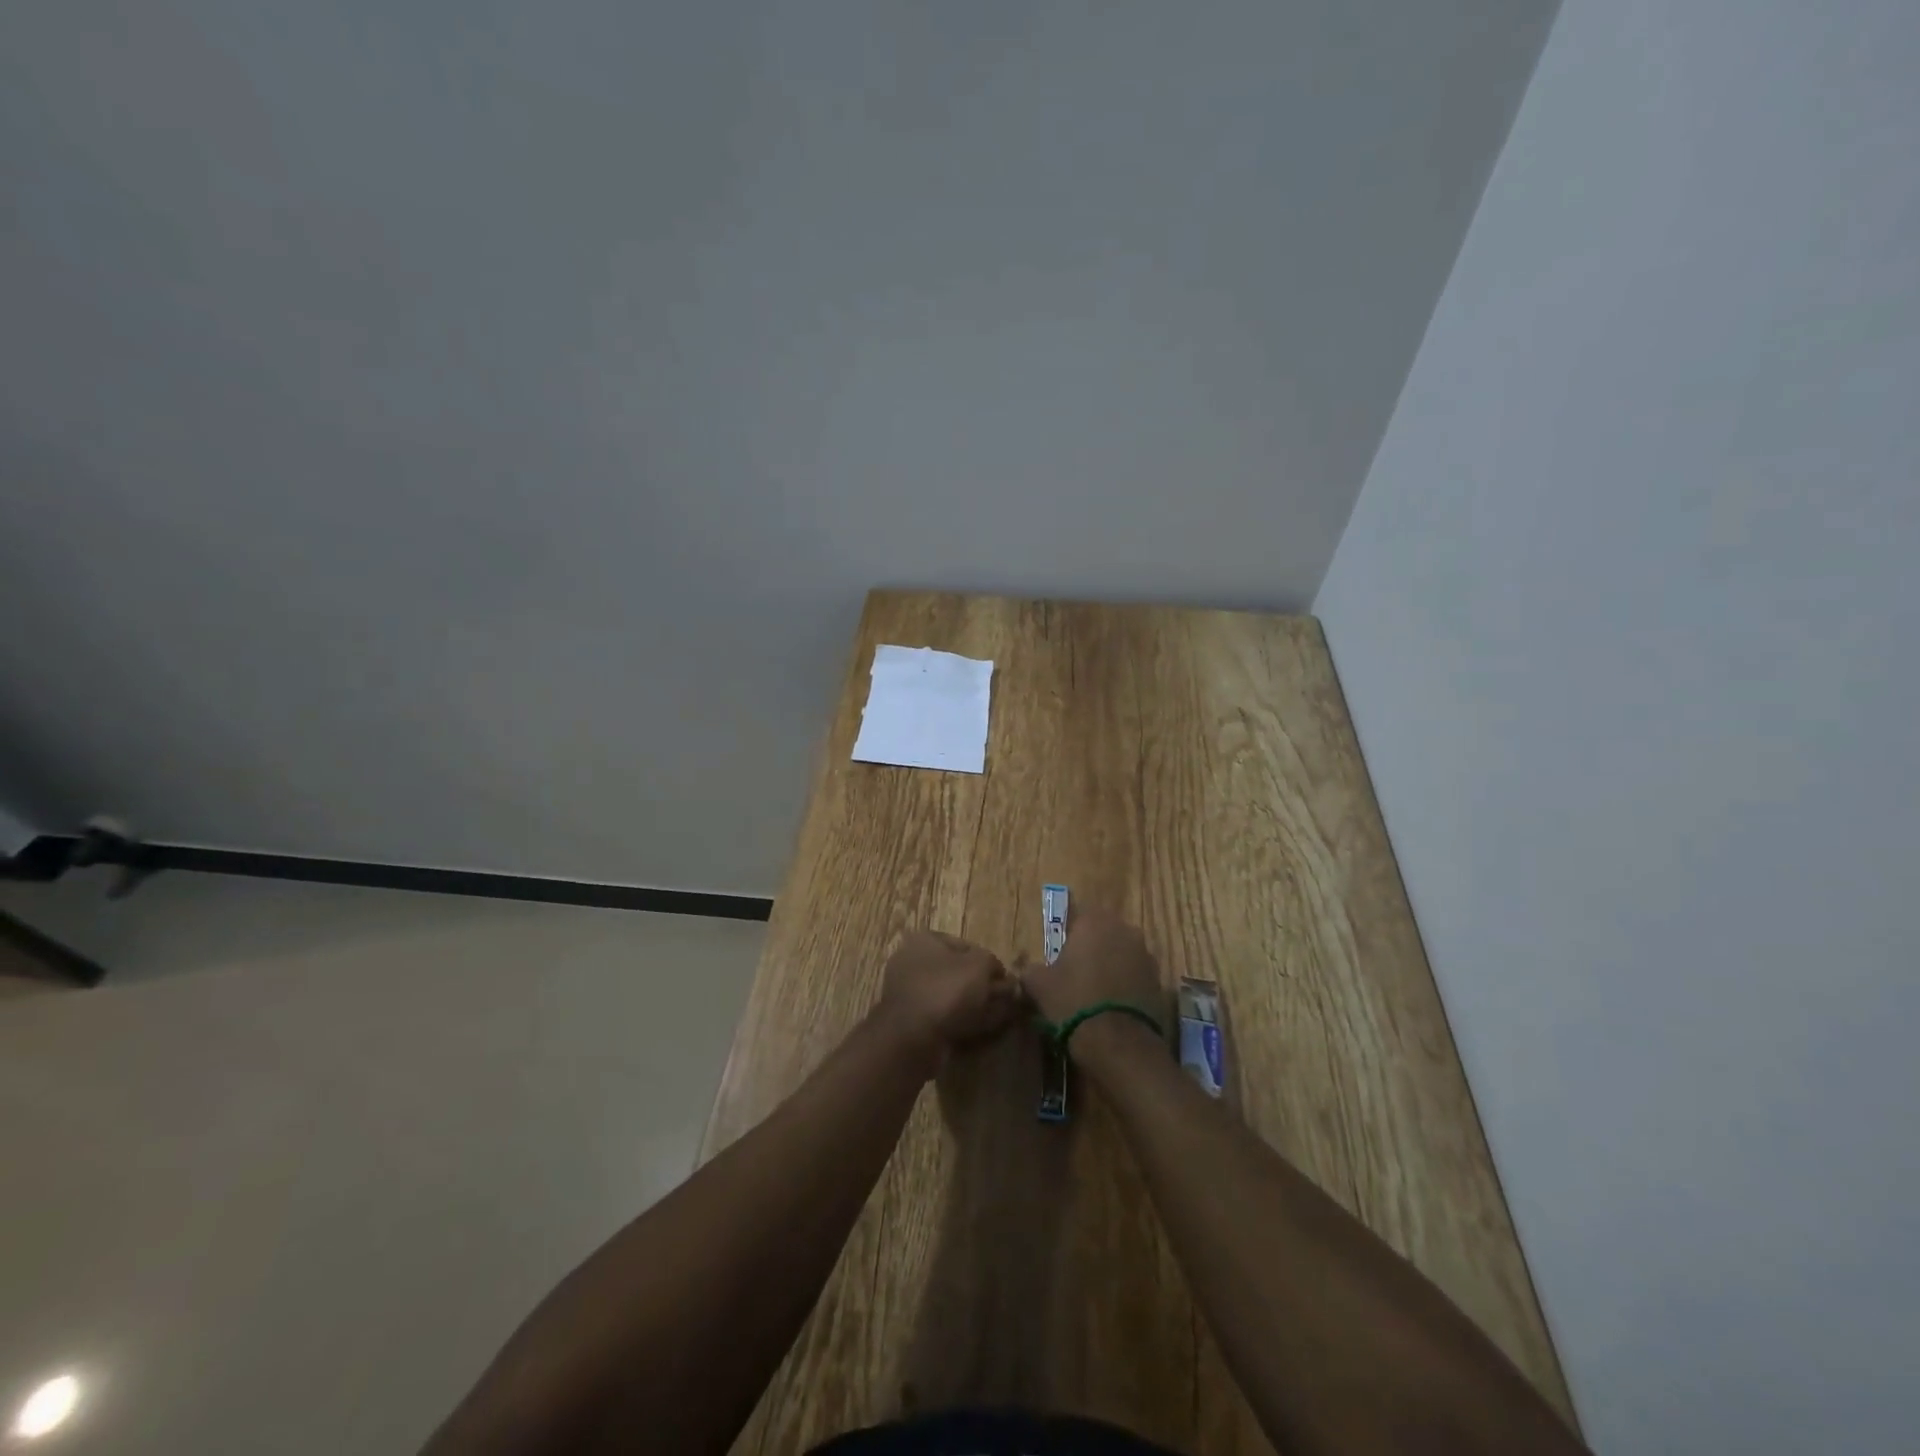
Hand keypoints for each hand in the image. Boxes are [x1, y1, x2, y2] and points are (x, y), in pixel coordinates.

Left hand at [874, 930, 1020, 1064]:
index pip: (966, 946)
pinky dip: (962, 1020)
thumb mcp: (980, 966)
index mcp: (924, 940)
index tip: (1006, 980)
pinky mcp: (911, 1021)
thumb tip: (1002, 976)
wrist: (912, 1037)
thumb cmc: (946, 990)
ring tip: (998, 1016)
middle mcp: (912, 962)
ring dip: (975, 1004)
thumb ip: (994, 965)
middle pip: (957, 972)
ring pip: (951, 996)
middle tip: (1005, 1000)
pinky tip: (981, 1028)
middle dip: (982, 986)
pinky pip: (943, 1016)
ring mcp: (909, 993)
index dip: (989, 962)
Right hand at [1021, 905, 1164, 1038]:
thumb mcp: (1038, 985)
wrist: (1117, 1042)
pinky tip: (1113, 1006)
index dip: (1069, 935)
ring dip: (1111, 965)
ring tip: (1096, 992)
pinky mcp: (1160, 980)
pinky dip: (1126, 984)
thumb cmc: (1072, 1001)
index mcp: (1094, 921)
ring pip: (1122, 953)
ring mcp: (1146, 954)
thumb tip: (1028, 970)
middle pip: (1104, 933)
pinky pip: (1136, 974)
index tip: (1060, 956)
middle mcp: (1124, 929)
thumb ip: (1031, 970)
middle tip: (1076, 973)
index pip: (1078, 916)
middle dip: (1092, 948)